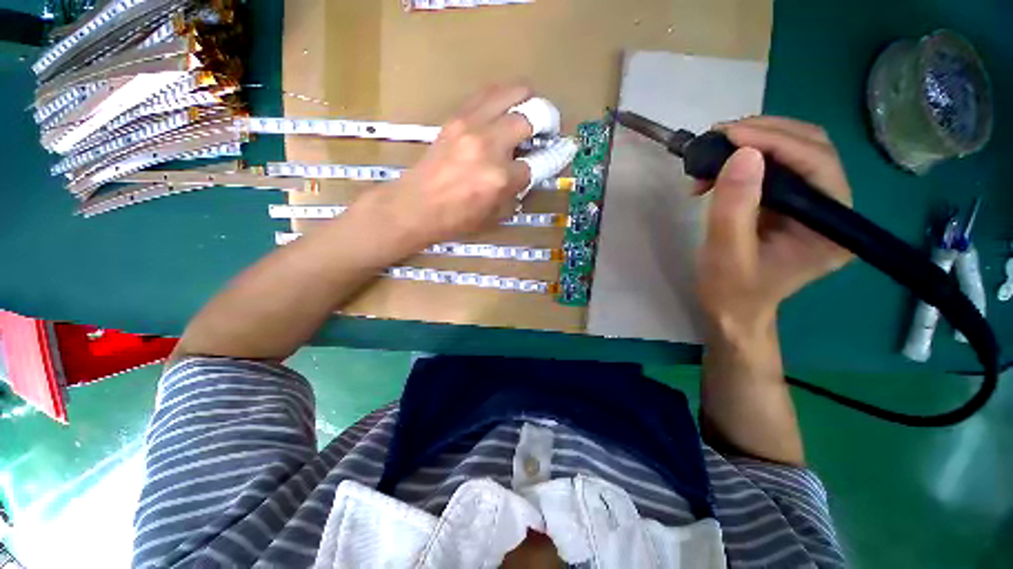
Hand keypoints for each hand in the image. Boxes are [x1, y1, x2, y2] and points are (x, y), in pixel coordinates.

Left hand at [363, 83, 536, 248]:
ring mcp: (472, 126)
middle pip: (532, 117)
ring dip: (528, 101)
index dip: (553, 157)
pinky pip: (488, 93)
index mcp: (500, 178)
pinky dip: (503, 98)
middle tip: (544, 132)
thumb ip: (516, 189)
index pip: (539, 162)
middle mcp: (490, 146)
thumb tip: (529, 169)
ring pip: (514, 92)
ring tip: (527, 115)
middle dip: (545, 124)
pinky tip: (502, 112)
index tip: (561, 151)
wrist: (416, 206)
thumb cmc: (456, 219)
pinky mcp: (457, 117)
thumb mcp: (494, 214)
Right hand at [697, 117, 853, 335]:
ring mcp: (814, 205)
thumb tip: (741, 154)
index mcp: (831, 227)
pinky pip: (776, 167)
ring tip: (712, 154)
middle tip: (718, 137)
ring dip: (753, 144)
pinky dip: (745, 160)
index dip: (775, 141)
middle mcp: (833, 209)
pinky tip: (719, 171)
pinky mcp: (792, 204)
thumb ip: (735, 208)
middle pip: (811, 149)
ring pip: (794, 152)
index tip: (728, 134)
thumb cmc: (731, 291)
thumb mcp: (726, 254)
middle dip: (764, 135)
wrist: (733, 309)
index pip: (817, 164)